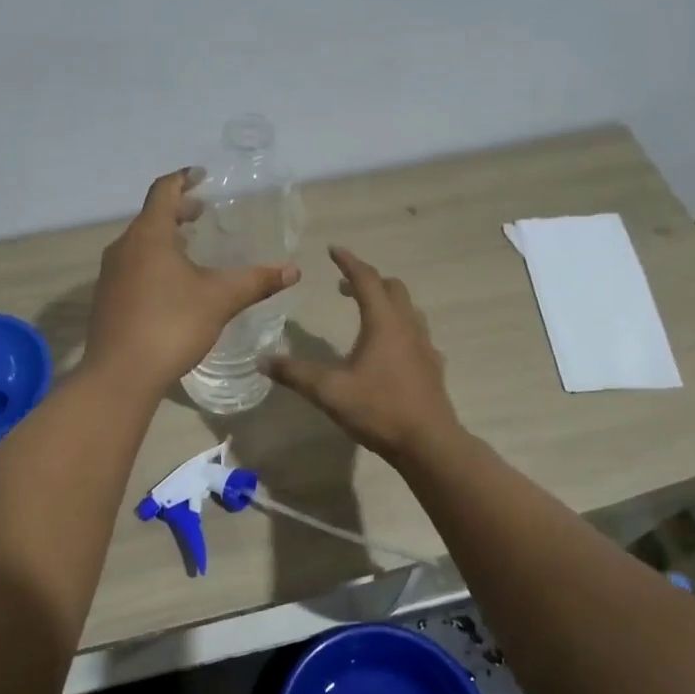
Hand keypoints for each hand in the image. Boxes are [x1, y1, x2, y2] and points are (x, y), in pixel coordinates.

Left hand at [84, 169, 300, 394]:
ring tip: (191, 249)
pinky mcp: (106, 299)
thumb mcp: (220, 300)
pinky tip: (171, 286)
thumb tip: (293, 270)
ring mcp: (110, 274)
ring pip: (140, 244)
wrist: (120, 374)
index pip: (164, 191)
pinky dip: (153, 262)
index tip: (202, 176)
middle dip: (178, 211)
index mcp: (148, 235)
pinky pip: (132, 267)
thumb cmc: (171, 325)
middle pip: (151, 217)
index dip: (184, 179)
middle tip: (203, 214)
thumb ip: (256, 281)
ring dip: (165, 239)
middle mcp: (123, 247)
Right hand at [263, 247, 460, 462]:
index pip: (366, 280)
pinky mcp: (432, 366)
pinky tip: (386, 349)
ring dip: (386, 301)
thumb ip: (295, 374)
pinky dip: (397, 326)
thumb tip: (262, 361)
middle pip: (392, 288)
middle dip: (368, 280)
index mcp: (384, 323)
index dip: (348, 262)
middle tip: (343, 286)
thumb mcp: (329, 391)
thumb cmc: (379, 409)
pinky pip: (415, 333)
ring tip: (364, 312)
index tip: (333, 249)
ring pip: (407, 309)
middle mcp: (407, 326)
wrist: (429, 443)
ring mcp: (424, 346)